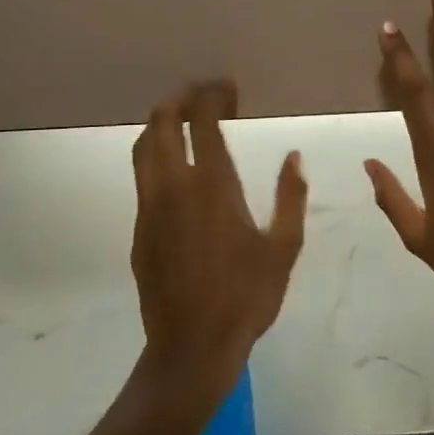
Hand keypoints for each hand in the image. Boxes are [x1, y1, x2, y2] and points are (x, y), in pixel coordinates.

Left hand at [130, 81, 306, 394]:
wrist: (191, 347)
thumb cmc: (246, 297)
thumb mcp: (283, 248)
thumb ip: (290, 197)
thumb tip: (294, 157)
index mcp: (212, 186)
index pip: (203, 122)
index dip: (212, 96)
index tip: (228, 87)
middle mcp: (173, 187)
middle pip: (162, 123)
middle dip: (180, 98)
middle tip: (203, 93)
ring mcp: (150, 207)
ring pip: (143, 147)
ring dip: (160, 122)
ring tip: (182, 117)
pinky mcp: (139, 229)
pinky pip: (141, 175)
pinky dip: (153, 152)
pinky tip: (172, 164)